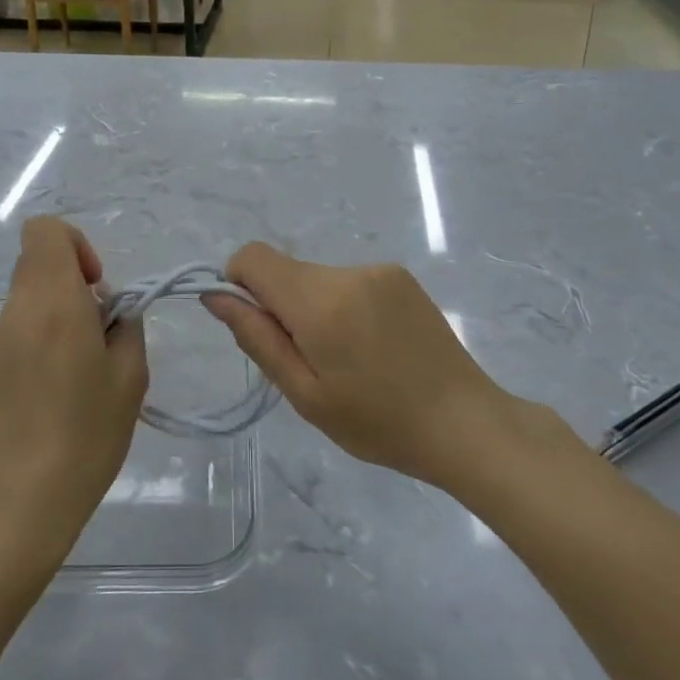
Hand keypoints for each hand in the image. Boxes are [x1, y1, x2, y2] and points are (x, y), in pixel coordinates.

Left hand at [0, 217, 147, 566]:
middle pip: (39, 267)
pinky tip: (54, 398)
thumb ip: (126, 327)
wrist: (15, 508)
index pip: (44, 230)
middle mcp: (13, 312)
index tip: (96, 287)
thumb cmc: (84, 437)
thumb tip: (109, 312)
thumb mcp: (130, 378)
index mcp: (50, 302)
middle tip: (99, 338)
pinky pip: (17, 335)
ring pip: (29, 303)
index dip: (75, 244)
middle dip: (74, 288)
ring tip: (80, 378)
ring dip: (58, 320)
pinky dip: (39, 345)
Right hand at [204, 243, 527, 489]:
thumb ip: (256, 338)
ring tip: (349, 359)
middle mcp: (347, 272)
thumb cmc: (378, 423)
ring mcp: (378, 270)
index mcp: (319, 301)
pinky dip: (345, 306)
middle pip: (286, 272)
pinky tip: (373, 347)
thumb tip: (215, 295)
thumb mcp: (305, 394)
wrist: (465, 423)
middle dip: (282, 308)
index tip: (259, 328)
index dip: (240, 284)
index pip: (253, 257)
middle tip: (311, 362)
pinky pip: (349, 281)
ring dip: (316, 309)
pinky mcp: (400, 276)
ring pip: (317, 278)